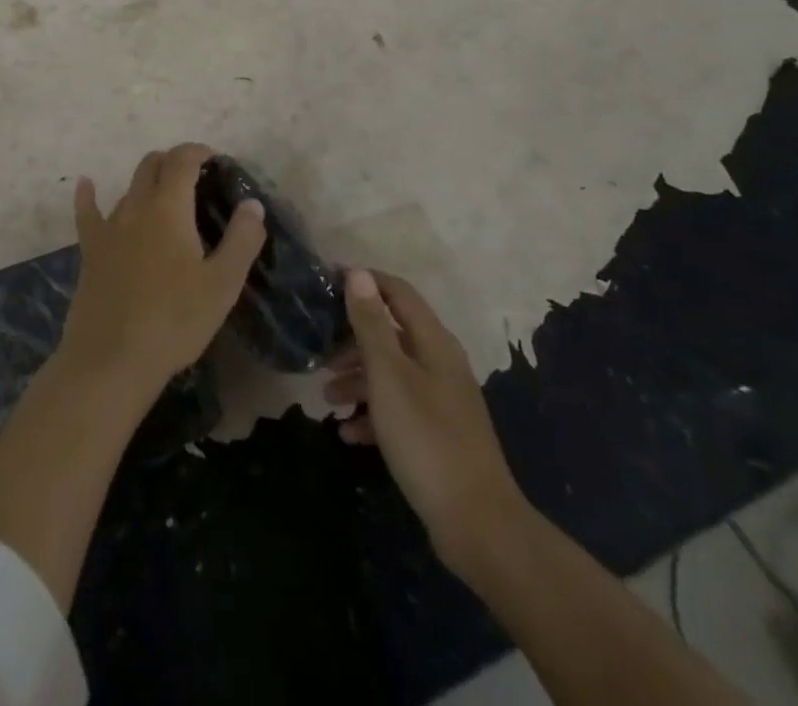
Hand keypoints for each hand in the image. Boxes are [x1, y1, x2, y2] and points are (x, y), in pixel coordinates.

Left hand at [58, 143, 266, 401]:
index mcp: (169, 209)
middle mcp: (135, 207)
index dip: (197, 151)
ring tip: (165, 197)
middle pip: (151, 166)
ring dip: (147, 183)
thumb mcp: (222, 284)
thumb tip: (253, 204)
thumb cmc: (175, 321)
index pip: (182, 161)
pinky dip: (88, 194)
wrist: (111, 360)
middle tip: (194, 178)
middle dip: (173, 161)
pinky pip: (87, 213)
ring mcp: (108, 228)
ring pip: (128, 189)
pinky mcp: (90, 251)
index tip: (214, 159)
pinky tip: (85, 184)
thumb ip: (242, 239)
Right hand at [324, 269, 528, 574]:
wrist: (477, 524)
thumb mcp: (389, 376)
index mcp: (433, 342)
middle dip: (354, 339)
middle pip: (392, 333)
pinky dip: (373, 414)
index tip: (327, 283)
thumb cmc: (426, 438)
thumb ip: (372, 325)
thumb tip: (359, 274)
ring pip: (393, 373)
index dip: (365, 282)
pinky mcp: (439, 433)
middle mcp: (441, 362)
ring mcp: (442, 399)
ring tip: (327, 397)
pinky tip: (349, 433)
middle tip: (320, 352)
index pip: (398, 292)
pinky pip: (400, 409)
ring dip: (358, 379)